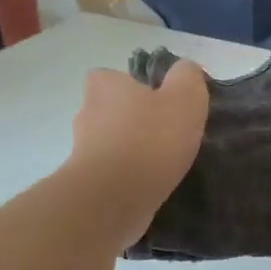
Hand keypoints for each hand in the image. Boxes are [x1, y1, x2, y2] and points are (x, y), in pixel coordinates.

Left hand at [70, 60, 209, 248]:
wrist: (114, 198)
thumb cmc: (150, 140)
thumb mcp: (185, 97)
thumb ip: (188, 76)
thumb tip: (186, 70)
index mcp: (105, 84)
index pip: (116, 77)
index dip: (139, 87)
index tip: (163, 104)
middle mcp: (87, 111)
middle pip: (115, 110)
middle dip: (137, 120)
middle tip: (169, 134)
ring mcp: (82, 149)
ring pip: (114, 142)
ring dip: (134, 150)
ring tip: (166, 164)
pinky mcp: (87, 181)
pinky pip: (114, 171)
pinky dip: (130, 176)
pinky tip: (152, 185)